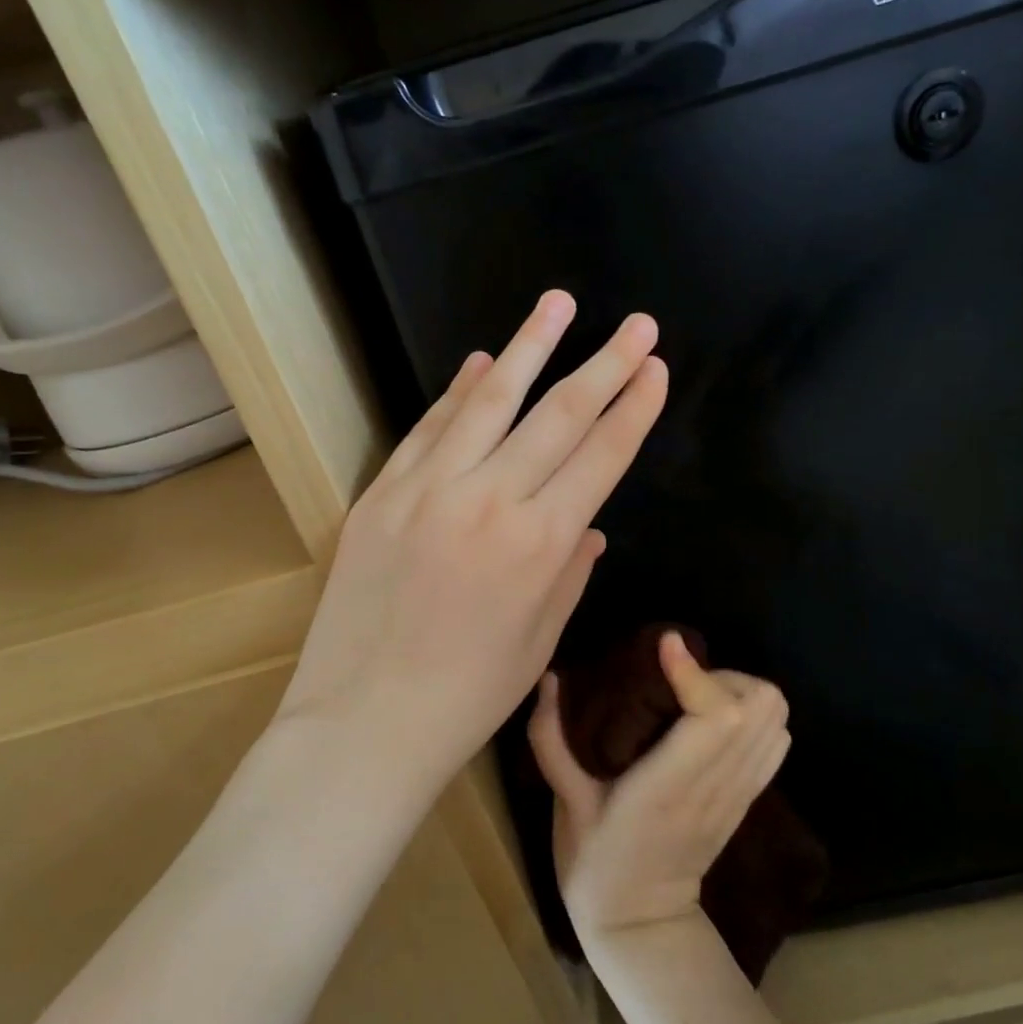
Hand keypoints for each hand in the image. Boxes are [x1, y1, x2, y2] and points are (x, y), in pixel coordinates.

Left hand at [277, 291, 668, 789]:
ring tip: (560, 303)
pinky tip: (482, 360)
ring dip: (530, 347)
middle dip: (605, 364)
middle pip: (559, 415)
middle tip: (637, 324)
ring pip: (490, 401)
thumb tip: (591, 523)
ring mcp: (429, 489)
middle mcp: (491, 500)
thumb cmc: (468, 695)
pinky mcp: (383, 493)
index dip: (634, 408)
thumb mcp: (540, 639)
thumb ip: (571, 570)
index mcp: (542, 543)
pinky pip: (429, 428)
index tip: (656, 370)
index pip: (602, 456)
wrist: (365, 720)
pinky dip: (459, 391)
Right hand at [530, 632, 790, 941]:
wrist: (643, 926)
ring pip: (776, 718)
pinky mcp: (750, 797)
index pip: (715, 716)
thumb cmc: (597, 864)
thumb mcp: (565, 803)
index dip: (695, 671)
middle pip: (759, 706)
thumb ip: (552, 738)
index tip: (665, 646)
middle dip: (721, 675)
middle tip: (680, 678)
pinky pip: (777, 740)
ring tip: (698, 694)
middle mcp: (715, 785)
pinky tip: (717, 719)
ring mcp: (740, 793)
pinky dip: (756, 715)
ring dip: (740, 691)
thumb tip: (549, 677)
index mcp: (669, 787)